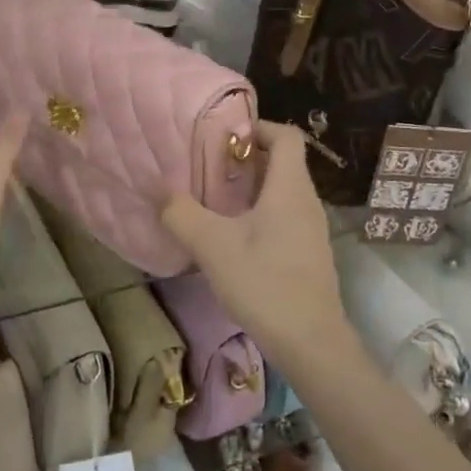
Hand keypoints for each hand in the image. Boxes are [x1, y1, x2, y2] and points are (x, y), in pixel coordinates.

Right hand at [161, 120, 349, 366]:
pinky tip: (234, 237)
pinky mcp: (308, 254)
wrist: (311, 343)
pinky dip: (261, 213)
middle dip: (247, 158)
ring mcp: (311, 230)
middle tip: (210, 167)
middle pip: (282, 162)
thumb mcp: (212, 246)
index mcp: (290, 188)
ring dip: (252, 188)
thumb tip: (159, 190)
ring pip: (283, 191)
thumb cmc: (264, 283)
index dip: (258, 127)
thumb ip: (182, 213)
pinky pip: (285, 216)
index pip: (286, 136)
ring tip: (216, 200)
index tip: (225, 137)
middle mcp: (307, 201)